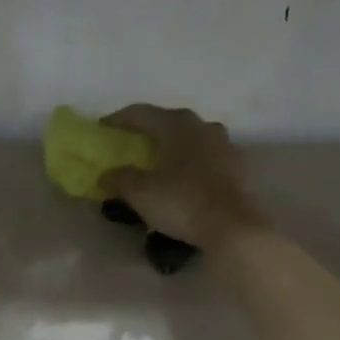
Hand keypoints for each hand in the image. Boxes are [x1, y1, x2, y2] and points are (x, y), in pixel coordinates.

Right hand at [101, 104, 267, 249]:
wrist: (232, 227)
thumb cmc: (182, 202)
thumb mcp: (140, 193)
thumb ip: (120, 179)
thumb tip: (106, 175)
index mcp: (178, 125)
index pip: (142, 113)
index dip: (119, 119)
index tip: (101, 128)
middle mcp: (203, 127)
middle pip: (169, 122)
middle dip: (148, 132)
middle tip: (130, 145)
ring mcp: (225, 146)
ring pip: (191, 139)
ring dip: (173, 146)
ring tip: (159, 162)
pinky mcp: (237, 168)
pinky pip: (206, 158)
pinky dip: (190, 164)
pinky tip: (183, 178)